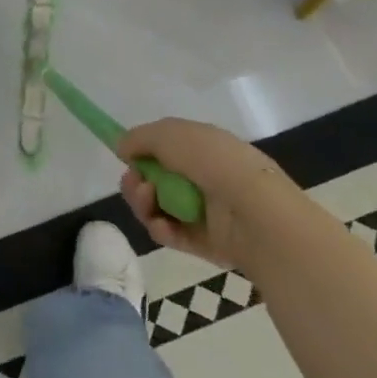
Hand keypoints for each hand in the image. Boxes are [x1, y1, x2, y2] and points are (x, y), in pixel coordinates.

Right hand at [117, 119, 303, 269]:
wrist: (254, 211)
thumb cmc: (212, 161)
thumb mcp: (168, 134)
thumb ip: (139, 138)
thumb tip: (122, 148)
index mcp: (201, 147)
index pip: (164, 148)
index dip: (143, 152)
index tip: (127, 157)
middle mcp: (203, 177)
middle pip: (155, 179)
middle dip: (137, 181)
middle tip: (136, 185)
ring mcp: (204, 211)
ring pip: (159, 207)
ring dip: (144, 203)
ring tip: (148, 202)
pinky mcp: (205, 243)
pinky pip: (172, 234)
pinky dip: (162, 229)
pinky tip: (161, 225)